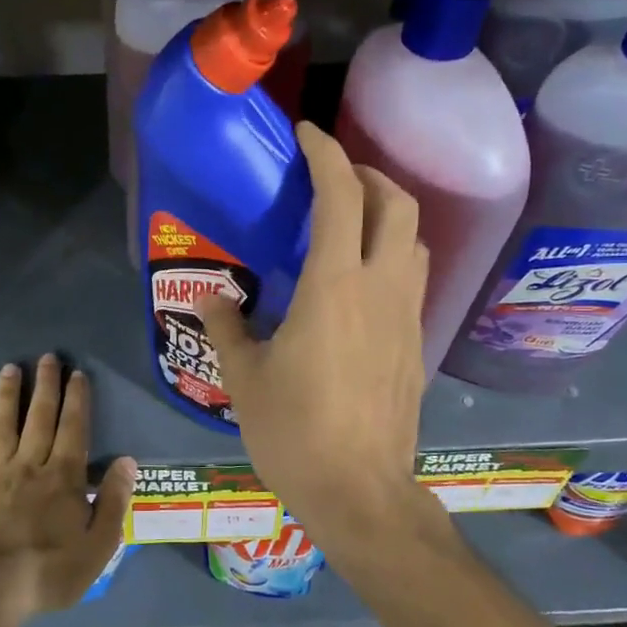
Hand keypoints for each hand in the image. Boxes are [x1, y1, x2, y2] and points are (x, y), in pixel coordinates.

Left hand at [0, 354, 135, 626]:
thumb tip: (128, 461)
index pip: (73, 428)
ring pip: (2, 424)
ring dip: (8, 394)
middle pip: (39, 417)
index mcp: (63, 478)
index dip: (76, 399)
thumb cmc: (46, 573)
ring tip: (10, 368)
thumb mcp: (97, 547)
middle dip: (45, 385)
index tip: (77, 373)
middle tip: (47, 357)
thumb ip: (113, 502)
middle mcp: (29, 465)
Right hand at [194, 122, 428, 541]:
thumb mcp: (244, 377)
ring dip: (387, 212)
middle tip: (334, 175)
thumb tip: (211, 296)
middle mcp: (380, 287)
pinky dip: (392, 252)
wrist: (360, 492)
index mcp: (334, 286)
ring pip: (414, 238)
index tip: (306, 134)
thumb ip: (227, 326)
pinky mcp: (416, 343)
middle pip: (397, 203)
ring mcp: (407, 315)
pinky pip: (413, 275)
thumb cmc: (294, 431)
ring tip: (350, 220)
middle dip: (369, 173)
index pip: (340, 195)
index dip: (326, 153)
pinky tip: (361, 279)